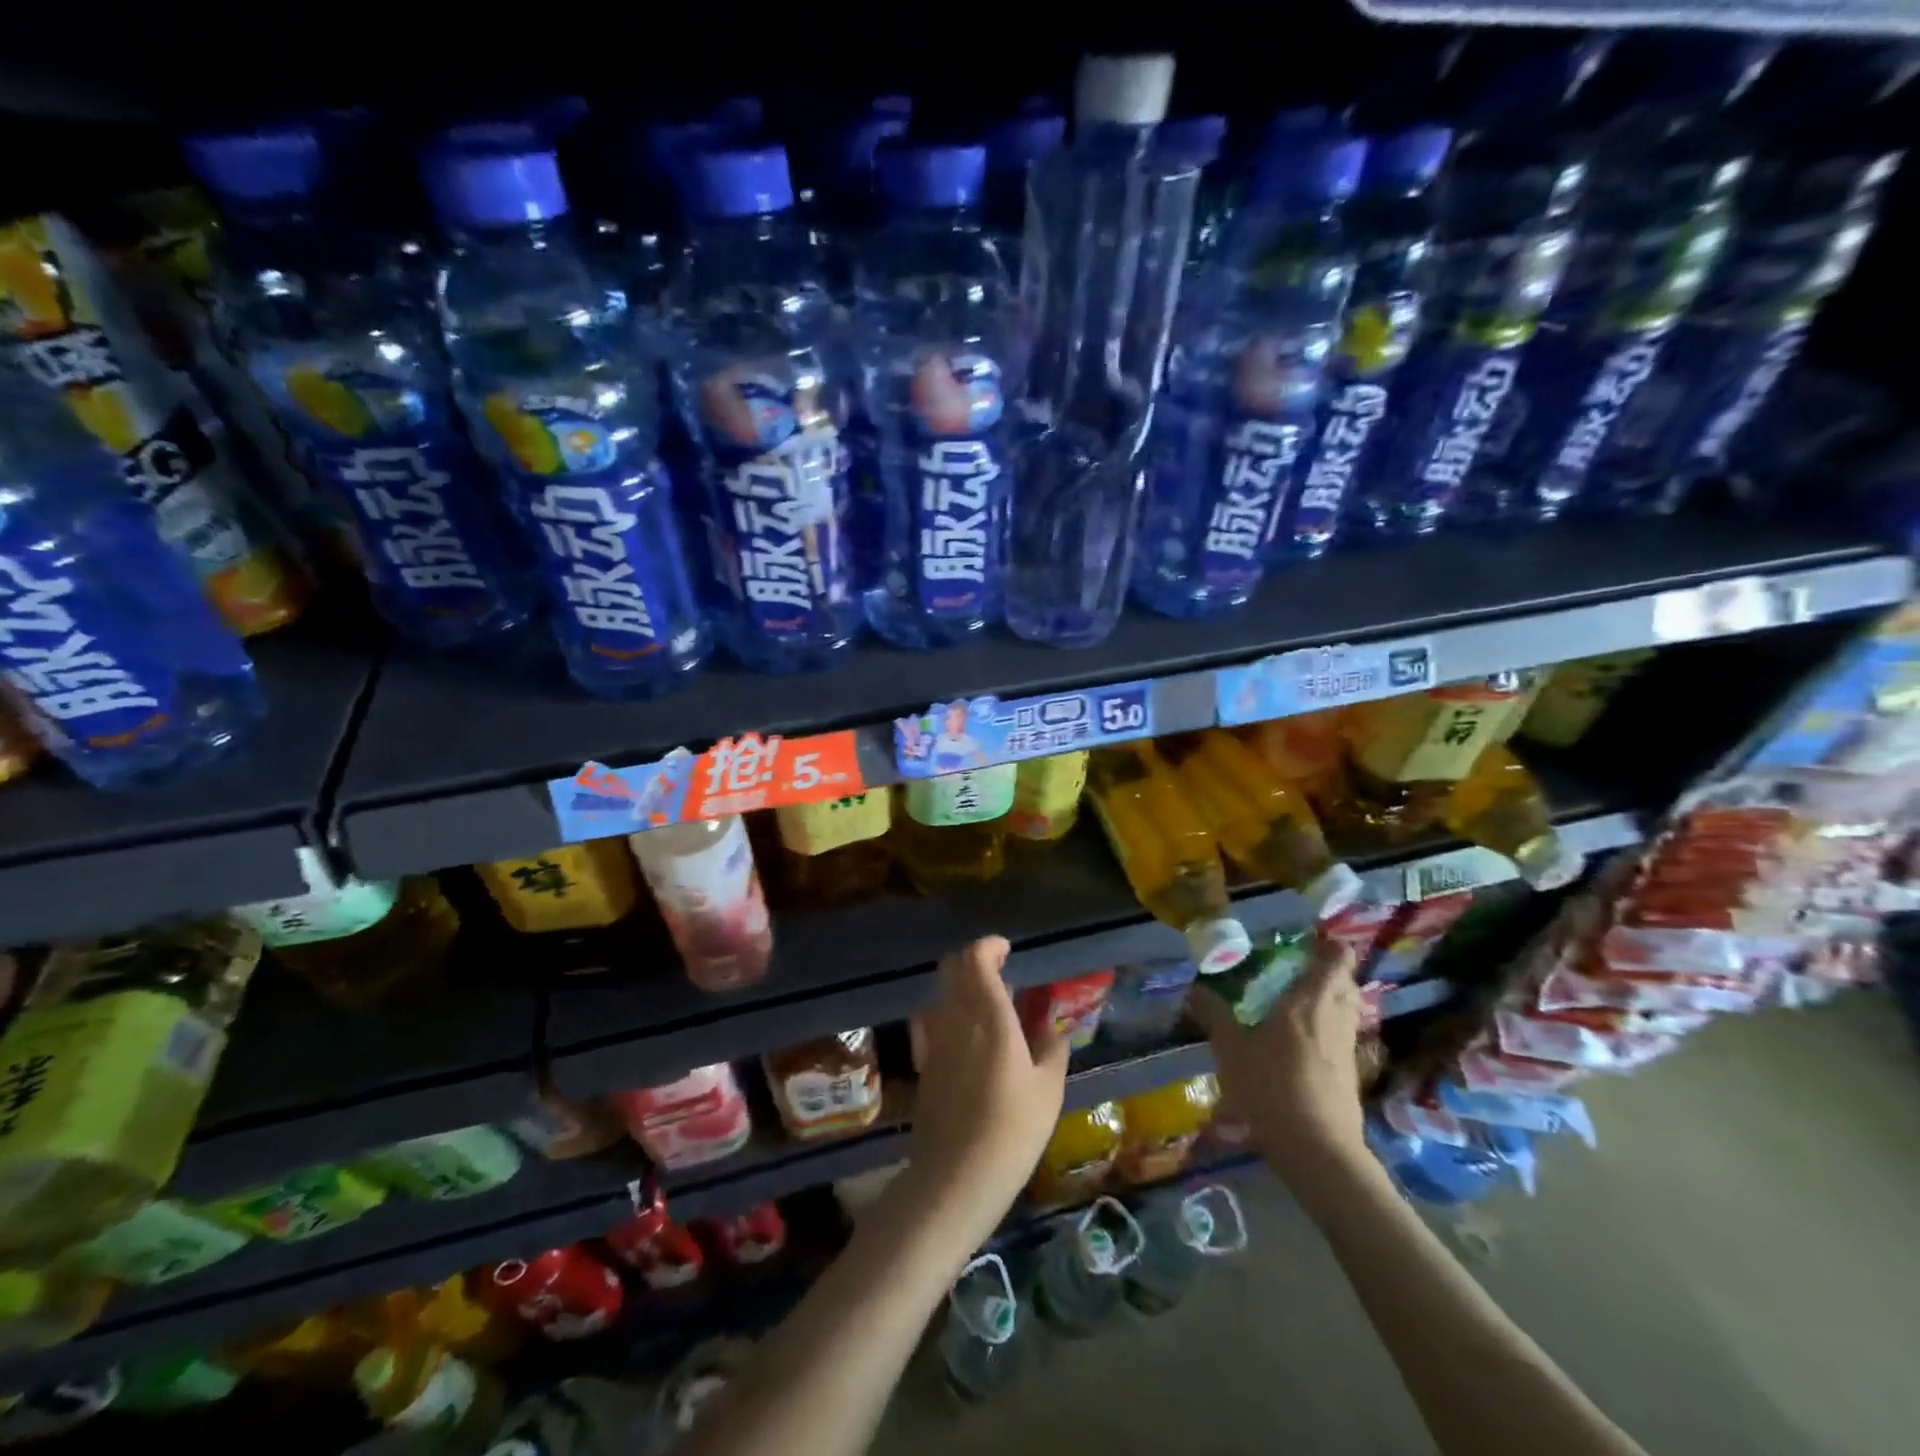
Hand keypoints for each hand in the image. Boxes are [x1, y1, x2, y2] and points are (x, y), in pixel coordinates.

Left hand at [905, 936, 1068, 1250]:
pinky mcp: (924, 1062)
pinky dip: (947, 1014)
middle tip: (1000, 974)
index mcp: (989, 1016)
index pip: (975, 958)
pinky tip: (965, 1038)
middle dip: (973, 961)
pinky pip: (932, 1021)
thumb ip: (1052, 1048)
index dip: (989, 946)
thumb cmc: (1013, 1130)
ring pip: (941, 992)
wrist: (956, 1176)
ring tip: (988, 1008)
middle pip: (952, 967)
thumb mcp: (1048, 1090)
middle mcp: (956, 1017)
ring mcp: (934, 1039)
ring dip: (960, 987)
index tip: (1007, 951)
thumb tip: (1053, 1025)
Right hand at [1188, 937, 1366, 1186]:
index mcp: (1308, 1001)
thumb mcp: (1231, 1050)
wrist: (1318, 1150)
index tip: (1309, 941)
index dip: (1328, 946)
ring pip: (1348, 1010)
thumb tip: (1196, 989)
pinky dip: (1330, 1028)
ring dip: (1332, 999)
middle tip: (1301, 970)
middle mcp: (1334, 1017)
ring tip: (1302, 1002)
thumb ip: (1215, 1015)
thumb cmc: (1272, 1087)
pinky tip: (1307, 1042)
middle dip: (1330, 971)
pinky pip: (1344, 1036)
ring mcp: (1347, 1047)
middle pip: (1346, 983)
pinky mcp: (1351, 1074)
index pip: (1335, 959)